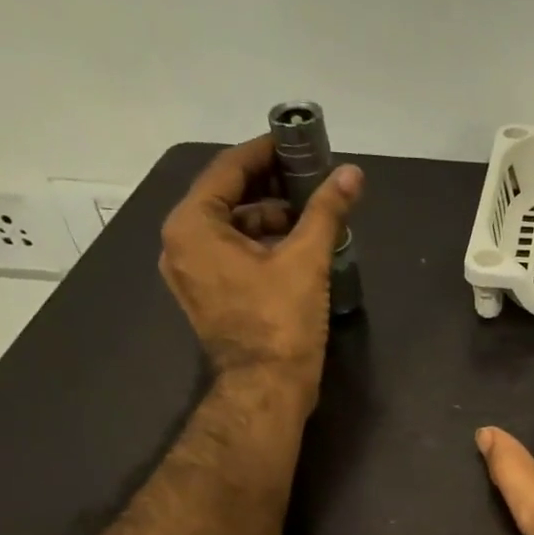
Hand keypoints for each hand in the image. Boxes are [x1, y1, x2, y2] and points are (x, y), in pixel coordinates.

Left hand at [159, 136, 363, 384]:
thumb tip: (352, 174)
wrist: (266, 390)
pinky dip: (260, 244)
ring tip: (311, 215)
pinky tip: (296, 246)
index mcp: (193, 226)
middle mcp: (181, 244)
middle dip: (270, 187)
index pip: (229, 169)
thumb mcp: (306, 261)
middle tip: (310, 178)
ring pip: (231, 228)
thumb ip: (326, 211)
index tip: (297, 143)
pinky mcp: (207, 297)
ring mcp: (191, 274)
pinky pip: (231, 255)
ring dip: (269, 217)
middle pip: (227, 198)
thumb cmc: (280, 323)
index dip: (266, 152)